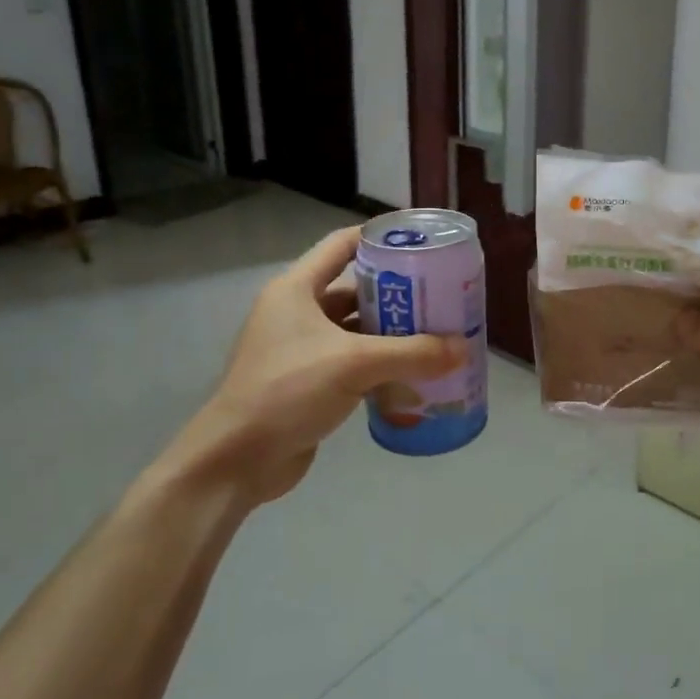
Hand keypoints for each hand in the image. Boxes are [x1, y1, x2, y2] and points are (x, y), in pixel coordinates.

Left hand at [161, 228, 466, 506]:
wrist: (236, 461)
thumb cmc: (287, 391)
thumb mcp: (354, 364)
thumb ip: (412, 353)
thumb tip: (463, 348)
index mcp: (296, 290)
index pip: (342, 245)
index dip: (379, 237)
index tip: (420, 242)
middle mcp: (297, 312)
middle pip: (355, 290)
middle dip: (397, 294)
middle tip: (440, 296)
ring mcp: (301, 349)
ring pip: (356, 330)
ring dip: (392, 334)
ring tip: (436, 335)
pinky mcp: (308, 382)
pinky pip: (353, 363)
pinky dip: (380, 366)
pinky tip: (414, 374)